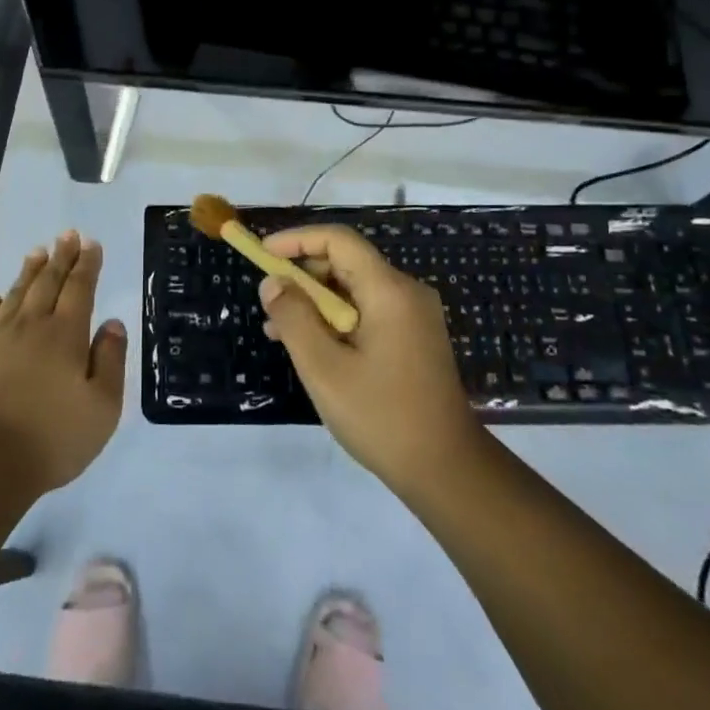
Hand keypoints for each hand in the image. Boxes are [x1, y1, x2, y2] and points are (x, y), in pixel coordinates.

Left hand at [0, 231, 127, 493]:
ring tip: (37, 253)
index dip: (87, 264)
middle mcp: (30, 327)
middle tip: (67, 235)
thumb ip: (110, 360)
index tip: (91, 243)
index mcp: (65, 335)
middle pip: (47, 283)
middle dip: (60, 257)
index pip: (80, 288)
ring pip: (15, 296)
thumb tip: (113, 323)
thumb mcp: (103, 406)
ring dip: (28, 272)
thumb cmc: (53, 437)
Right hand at [259, 224, 479, 490]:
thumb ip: (293, 318)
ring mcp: (413, 316)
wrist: (446, 470)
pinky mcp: (413, 337)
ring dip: (315, 300)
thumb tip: (272, 282)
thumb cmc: (381, 416)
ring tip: (277, 329)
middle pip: (346, 262)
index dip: (297, 240)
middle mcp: (406, 293)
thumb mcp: (324, 368)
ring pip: (354, 289)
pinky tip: (310, 346)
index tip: (263, 254)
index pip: (338, 240)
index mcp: (389, 291)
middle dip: (302, 274)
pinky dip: (335, 319)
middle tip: (268, 300)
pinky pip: (367, 311)